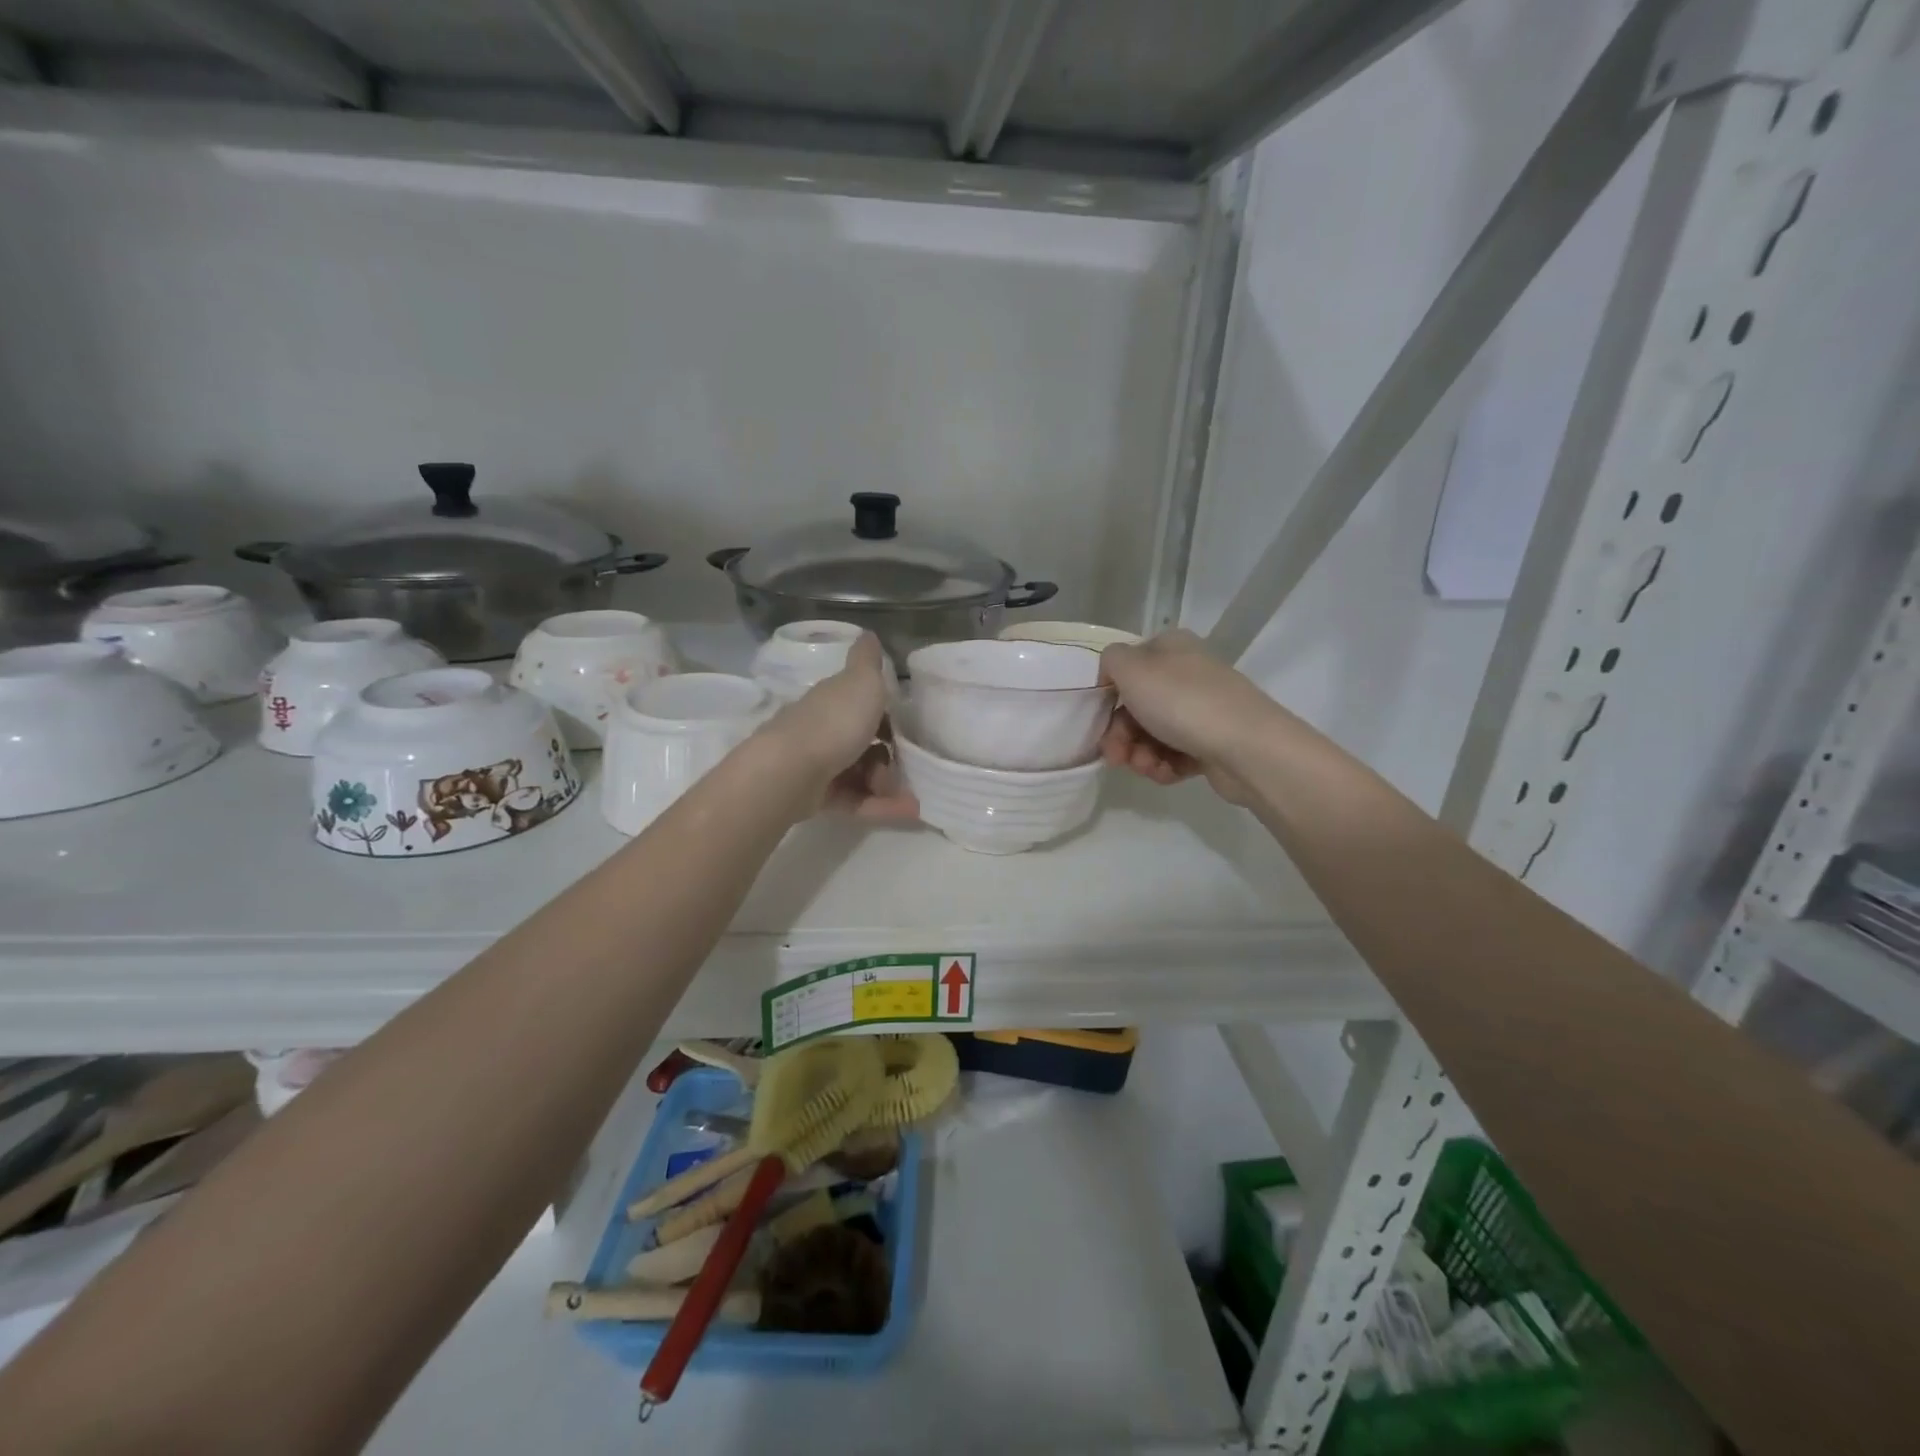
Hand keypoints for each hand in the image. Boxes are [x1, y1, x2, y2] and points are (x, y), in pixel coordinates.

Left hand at [763, 633, 918, 821]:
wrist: (791, 771)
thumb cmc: (834, 721)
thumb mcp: (861, 682)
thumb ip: (868, 661)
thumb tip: (869, 633)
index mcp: (833, 700)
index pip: (862, 704)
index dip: (887, 714)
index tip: (909, 727)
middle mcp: (823, 729)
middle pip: (863, 742)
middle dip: (891, 755)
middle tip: (912, 764)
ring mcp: (819, 765)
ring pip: (862, 774)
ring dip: (889, 784)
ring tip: (909, 795)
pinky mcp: (819, 797)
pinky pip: (857, 800)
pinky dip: (882, 806)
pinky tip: (908, 811)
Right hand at [1097, 629, 1275, 802]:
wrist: (1247, 748)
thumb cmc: (1183, 702)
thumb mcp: (1133, 669)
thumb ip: (1111, 661)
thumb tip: (1113, 673)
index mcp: (1171, 648)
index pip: (1127, 666)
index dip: (1109, 694)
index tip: (1099, 718)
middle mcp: (1188, 674)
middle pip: (1137, 706)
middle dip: (1121, 735)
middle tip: (1117, 757)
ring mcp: (1203, 709)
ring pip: (1153, 734)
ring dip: (1140, 754)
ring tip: (1147, 767)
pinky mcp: (1213, 743)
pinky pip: (1175, 754)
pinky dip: (1164, 765)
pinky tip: (1166, 773)